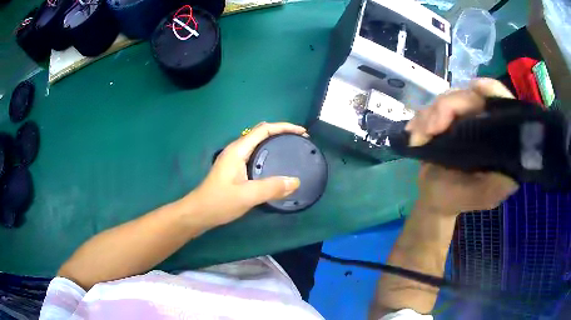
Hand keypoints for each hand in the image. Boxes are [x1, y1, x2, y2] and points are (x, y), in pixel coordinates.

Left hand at [186, 122, 304, 226]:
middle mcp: (236, 150)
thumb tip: (295, 181)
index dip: (284, 127)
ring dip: (275, 142)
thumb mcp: (247, 196)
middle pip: (261, 133)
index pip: (263, 129)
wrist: (198, 213)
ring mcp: (234, 159)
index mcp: (238, 150)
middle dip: (281, 132)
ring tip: (291, 150)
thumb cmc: (219, 202)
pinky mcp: (234, 169)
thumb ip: (271, 188)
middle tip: (300, 141)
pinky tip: (275, 165)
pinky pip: (255, 154)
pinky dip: (268, 153)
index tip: (302, 132)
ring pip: (258, 143)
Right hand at [406, 78, 518, 213]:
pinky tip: (414, 135)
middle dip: (447, 108)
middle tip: (429, 130)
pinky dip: (420, 119)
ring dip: (429, 115)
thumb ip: (496, 185)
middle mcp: (484, 124)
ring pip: (448, 98)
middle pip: (470, 96)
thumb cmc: (458, 199)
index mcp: (499, 140)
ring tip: (418, 138)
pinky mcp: (447, 120)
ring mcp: (464, 120)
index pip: (502, 104)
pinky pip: (432, 108)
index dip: (492, 90)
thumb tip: (512, 167)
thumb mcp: (481, 197)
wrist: (433, 198)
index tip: (475, 89)